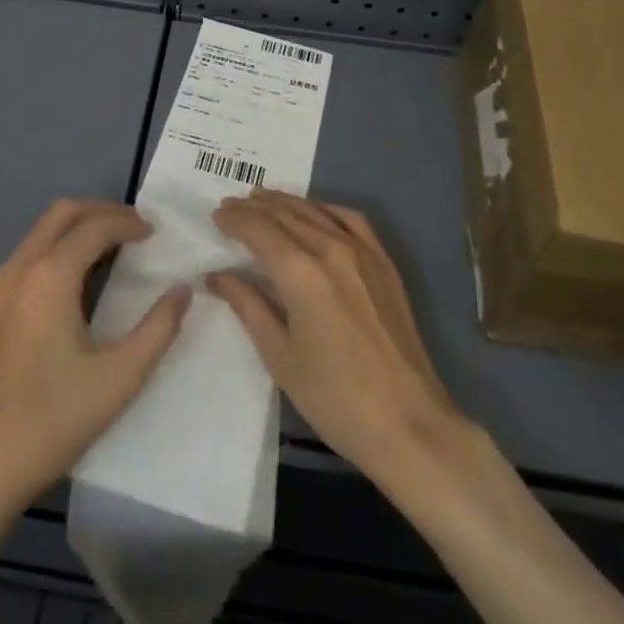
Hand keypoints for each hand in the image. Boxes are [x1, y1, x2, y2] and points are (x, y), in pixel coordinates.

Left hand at [0, 199, 191, 519]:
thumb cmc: (52, 422)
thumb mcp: (119, 379)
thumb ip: (158, 329)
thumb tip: (183, 291)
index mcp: (50, 276)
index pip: (95, 226)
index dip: (128, 223)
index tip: (155, 234)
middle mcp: (18, 269)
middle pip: (62, 213)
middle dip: (101, 212)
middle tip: (134, 230)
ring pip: (39, 233)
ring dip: (76, 230)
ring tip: (110, 251)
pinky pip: (24, 259)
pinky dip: (54, 252)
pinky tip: (71, 287)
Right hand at [210, 189, 468, 491]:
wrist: (408, 424)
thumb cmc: (334, 398)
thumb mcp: (280, 357)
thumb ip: (248, 306)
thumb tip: (218, 275)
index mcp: (301, 273)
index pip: (259, 229)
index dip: (234, 219)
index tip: (215, 215)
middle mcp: (331, 249)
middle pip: (285, 214)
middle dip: (254, 207)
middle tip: (230, 205)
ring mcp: (362, 252)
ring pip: (316, 211)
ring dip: (285, 202)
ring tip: (261, 199)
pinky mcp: (383, 262)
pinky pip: (351, 219)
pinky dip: (325, 208)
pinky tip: (314, 211)